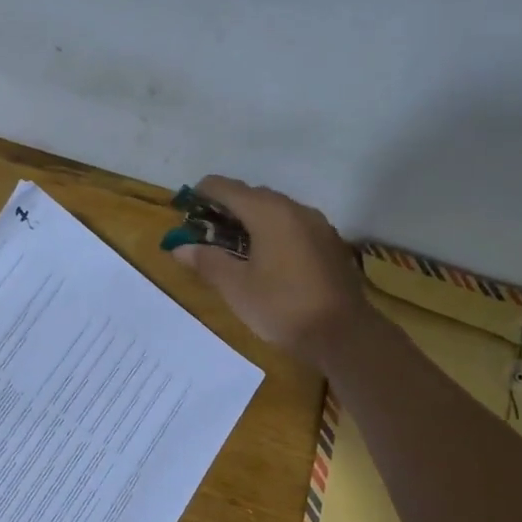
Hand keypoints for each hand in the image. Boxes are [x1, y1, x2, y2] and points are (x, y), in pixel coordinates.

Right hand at [166, 176, 365, 362]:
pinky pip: (292, 225)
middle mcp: (295, 209)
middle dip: (225, 208)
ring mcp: (317, 224)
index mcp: (269, 213)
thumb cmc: (282, 307)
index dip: (202, 194)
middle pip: (252, 196)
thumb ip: (207, 262)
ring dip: (250, 220)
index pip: (227, 188)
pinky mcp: (328, 243)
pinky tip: (264, 257)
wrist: (342, 333)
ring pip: (275, 210)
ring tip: (231, 245)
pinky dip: (271, 231)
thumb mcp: (236, 287)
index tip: (185, 210)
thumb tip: (179, 248)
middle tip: (204, 232)